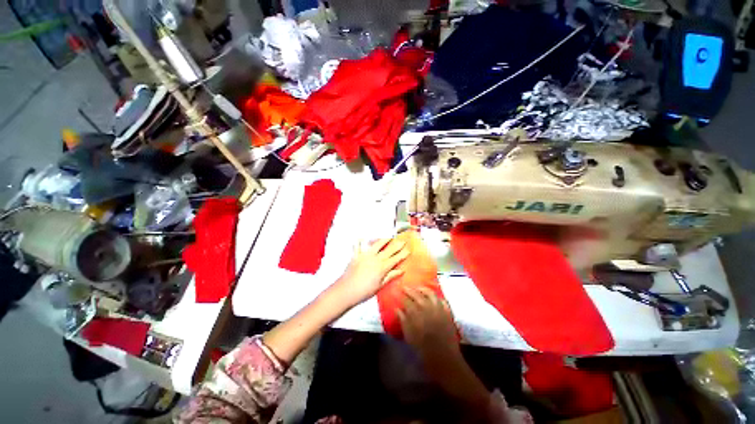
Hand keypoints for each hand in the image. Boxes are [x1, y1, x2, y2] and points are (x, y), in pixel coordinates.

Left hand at [330, 238, 408, 307]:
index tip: (408, 249)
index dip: (402, 254)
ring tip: (388, 237)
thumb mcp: (380, 286)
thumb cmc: (364, 291)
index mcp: (382, 267)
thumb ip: (390, 276)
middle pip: (389, 249)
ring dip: (383, 240)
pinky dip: (360, 241)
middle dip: (397, 244)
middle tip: (402, 240)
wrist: (346, 291)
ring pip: (376, 244)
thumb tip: (401, 271)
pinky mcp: (356, 255)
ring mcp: (365, 255)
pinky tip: (361, 237)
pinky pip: (358, 246)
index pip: (396, 258)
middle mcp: (375, 258)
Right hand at [398, 287, 491, 417]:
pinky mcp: (447, 312)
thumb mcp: (409, 336)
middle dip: (410, 290)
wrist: (444, 359)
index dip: (401, 295)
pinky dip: (436, 296)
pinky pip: (442, 300)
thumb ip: (403, 320)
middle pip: (417, 294)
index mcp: (416, 314)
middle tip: (405, 287)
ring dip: (423, 289)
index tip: (397, 291)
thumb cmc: (423, 350)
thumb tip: (397, 309)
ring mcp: (439, 309)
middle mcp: (427, 308)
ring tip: (418, 288)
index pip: (406, 300)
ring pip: (430, 293)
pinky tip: (433, 296)